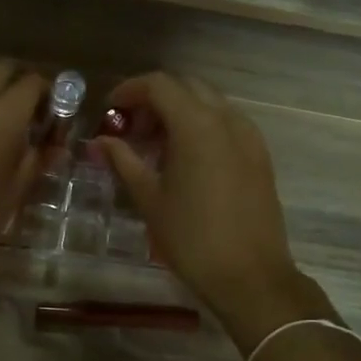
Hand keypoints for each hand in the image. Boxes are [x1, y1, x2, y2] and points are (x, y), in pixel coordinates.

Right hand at [92, 73, 319, 344]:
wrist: (250, 276)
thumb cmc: (192, 238)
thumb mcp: (149, 198)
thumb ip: (123, 161)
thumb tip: (101, 142)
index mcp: (196, 125)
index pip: (159, 84)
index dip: (129, 90)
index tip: (109, 110)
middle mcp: (226, 119)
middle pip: (185, 87)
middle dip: (154, 99)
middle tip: (130, 128)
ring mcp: (248, 136)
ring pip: (209, 103)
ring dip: (179, 112)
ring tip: (155, 146)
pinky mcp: (260, 155)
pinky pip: (226, 123)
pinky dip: (201, 126)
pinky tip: (184, 159)